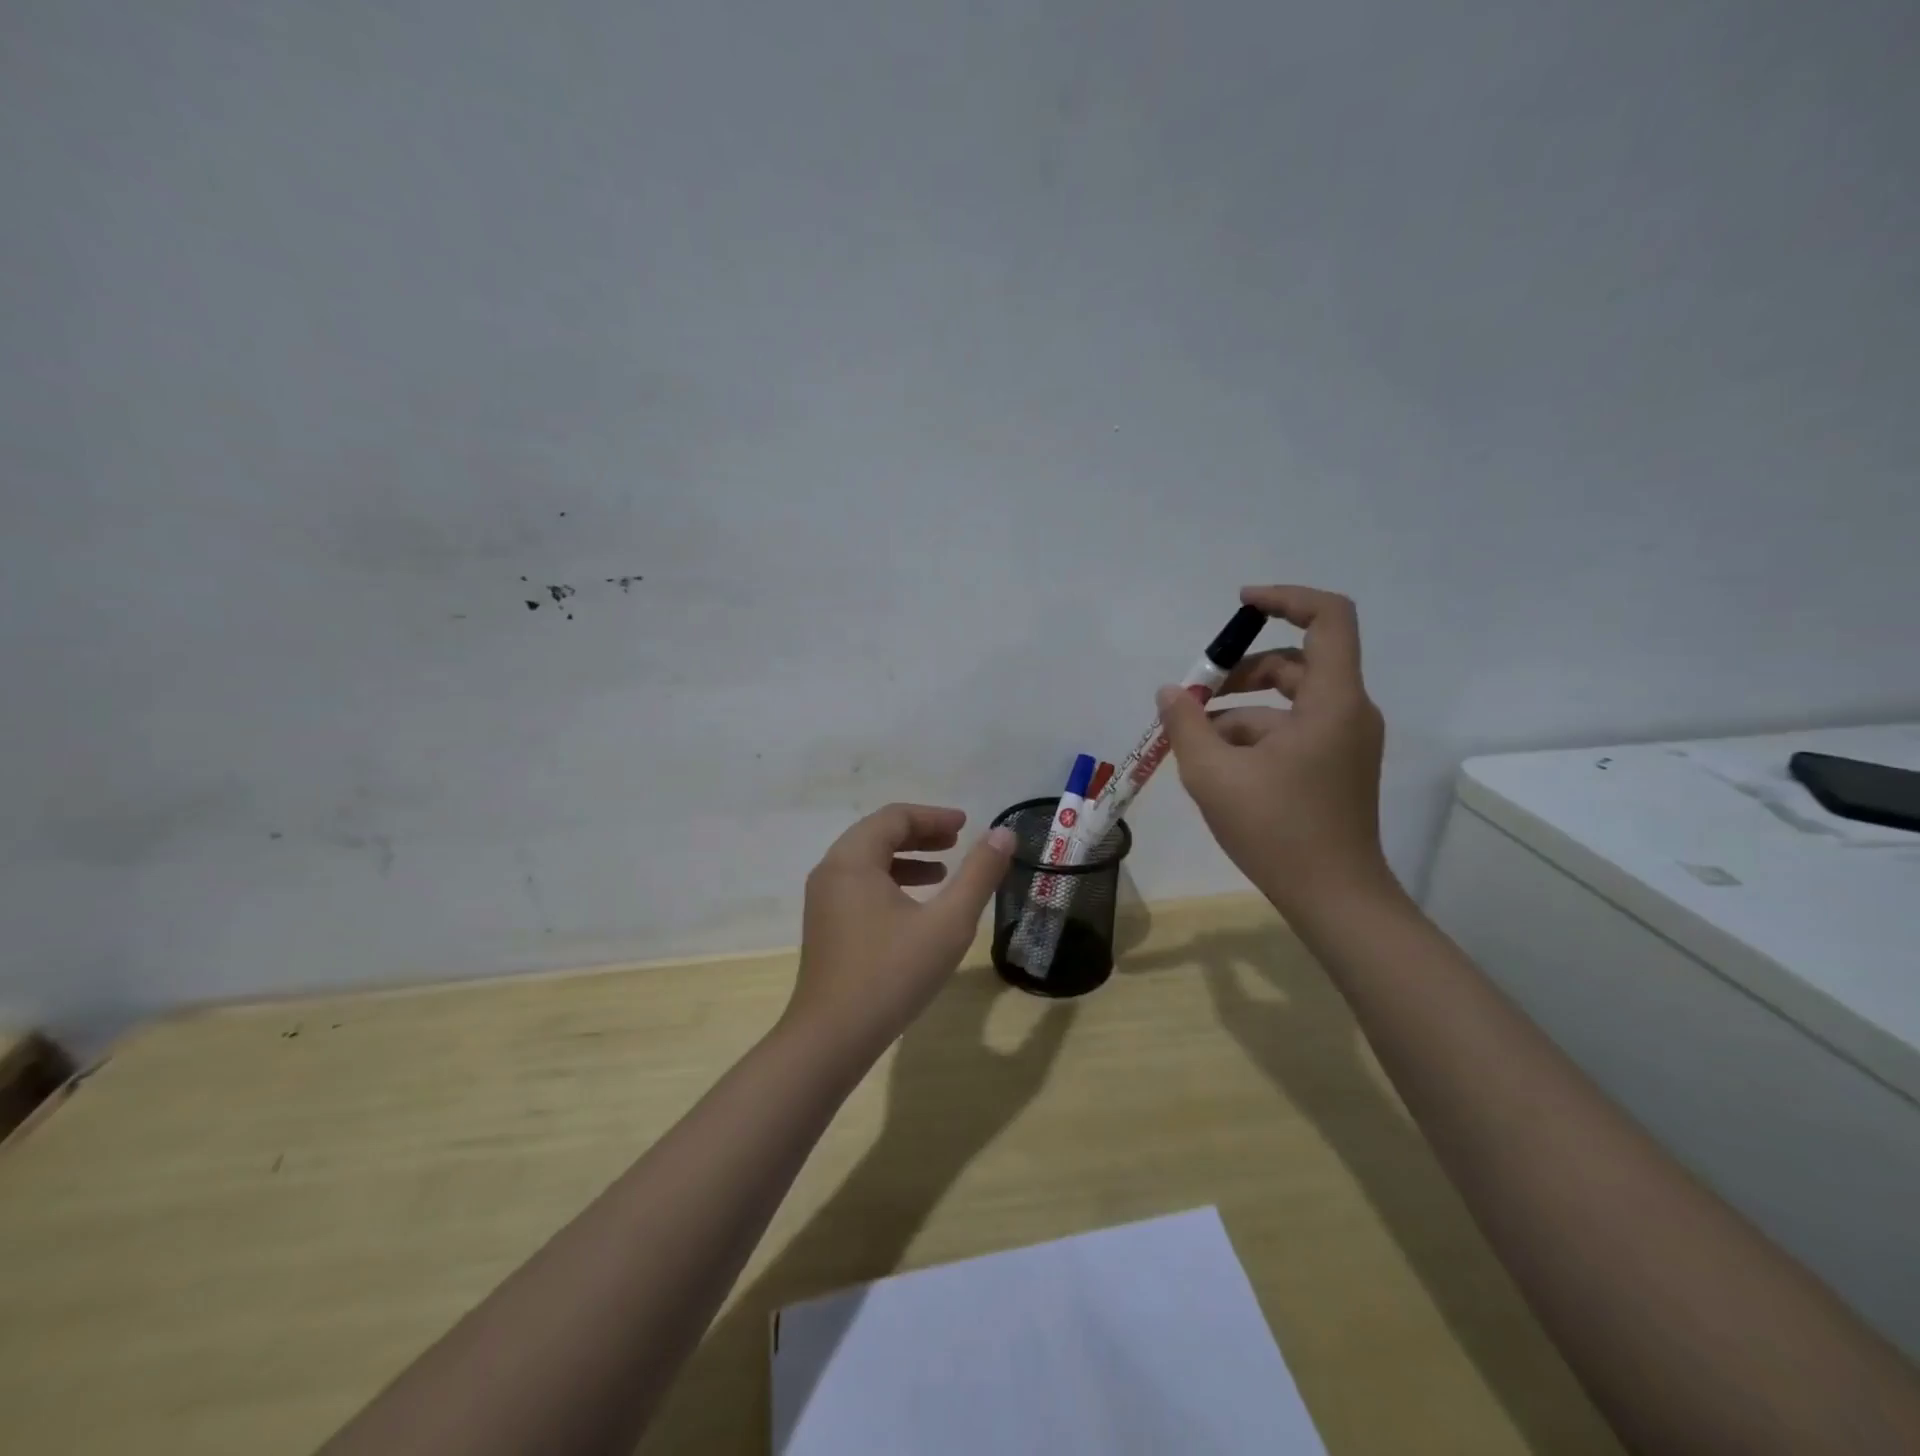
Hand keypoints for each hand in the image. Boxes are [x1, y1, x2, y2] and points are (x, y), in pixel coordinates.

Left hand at [787, 804, 1015, 1058]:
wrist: (831, 1038)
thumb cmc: (892, 974)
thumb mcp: (948, 923)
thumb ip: (978, 875)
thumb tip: (1004, 834)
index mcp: (853, 860)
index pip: (895, 817)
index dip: (934, 816)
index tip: (966, 825)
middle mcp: (831, 870)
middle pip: (878, 834)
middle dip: (920, 834)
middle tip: (958, 841)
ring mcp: (823, 899)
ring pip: (867, 860)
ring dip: (906, 858)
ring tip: (943, 871)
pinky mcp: (824, 925)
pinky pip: (859, 885)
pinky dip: (890, 882)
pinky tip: (916, 906)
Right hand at [1158, 585, 1392, 916]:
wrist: (1334, 898)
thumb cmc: (1277, 830)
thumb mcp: (1213, 774)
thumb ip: (1186, 724)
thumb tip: (1171, 693)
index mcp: (1332, 701)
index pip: (1328, 618)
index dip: (1285, 599)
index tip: (1240, 605)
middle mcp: (1347, 712)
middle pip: (1295, 663)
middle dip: (1240, 672)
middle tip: (1194, 696)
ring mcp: (1343, 741)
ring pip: (1287, 703)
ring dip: (1238, 712)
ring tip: (1193, 742)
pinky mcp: (1335, 766)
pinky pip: (1292, 732)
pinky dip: (1253, 737)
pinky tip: (1216, 767)